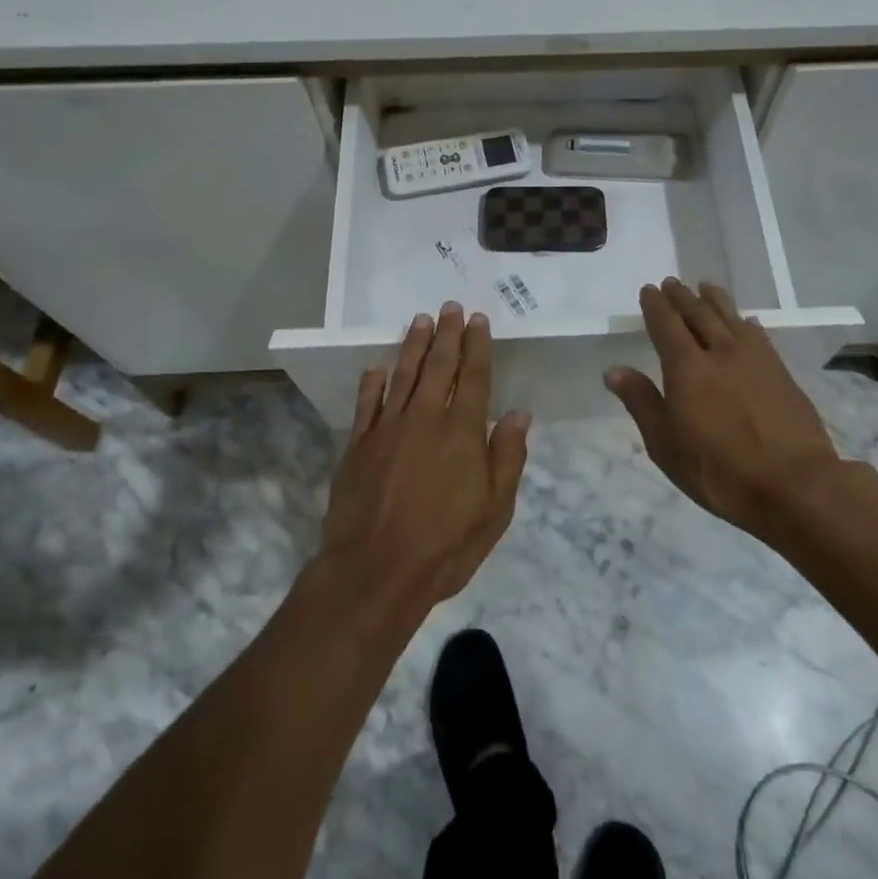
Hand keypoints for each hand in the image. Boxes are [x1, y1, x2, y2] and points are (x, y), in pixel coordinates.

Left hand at [320, 303, 531, 617]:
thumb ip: (508, 457)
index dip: (477, 346)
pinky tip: (377, 368)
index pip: (474, 377)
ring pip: (403, 375)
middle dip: (446, 334)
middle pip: (438, 366)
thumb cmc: (445, 545)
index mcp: (462, 432)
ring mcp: (387, 429)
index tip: (477, 319)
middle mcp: (426, 418)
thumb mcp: (495, 510)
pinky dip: (373, 383)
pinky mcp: (358, 445)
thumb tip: (519, 413)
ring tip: (420, 320)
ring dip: (413, 345)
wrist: (375, 571)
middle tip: (449, 306)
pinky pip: (366, 404)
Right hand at [605, 279, 841, 538]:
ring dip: (715, 300)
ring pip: (730, 317)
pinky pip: (758, 335)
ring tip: (706, 287)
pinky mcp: (781, 371)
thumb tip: (614, 370)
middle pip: (698, 313)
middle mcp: (720, 352)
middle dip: (682, 296)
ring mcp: (755, 359)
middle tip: (672, 283)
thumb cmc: (719, 471)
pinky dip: (746, 323)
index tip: (649, 289)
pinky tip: (747, 322)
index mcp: (687, 367)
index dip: (656, 306)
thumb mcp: (666, 445)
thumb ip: (642, 402)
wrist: (795, 485)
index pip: (666, 325)